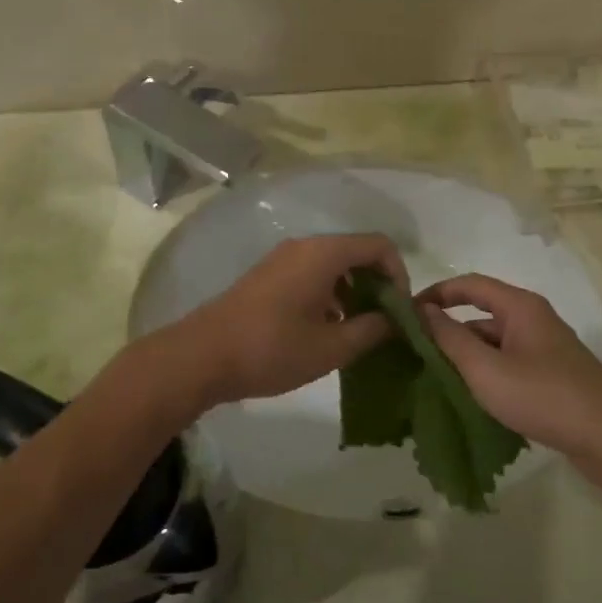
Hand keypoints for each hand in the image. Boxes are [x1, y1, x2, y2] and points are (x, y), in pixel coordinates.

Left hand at [176, 234, 408, 406]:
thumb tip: (397, 321)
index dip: (399, 275)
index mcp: (323, 254)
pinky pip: (312, 274)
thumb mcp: (331, 347)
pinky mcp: (268, 276)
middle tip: (383, 323)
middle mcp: (304, 247)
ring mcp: (282, 259)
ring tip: (356, 331)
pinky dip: (329, 294)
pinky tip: (326, 329)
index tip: (400, 311)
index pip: (379, 245)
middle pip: (356, 252)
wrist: (201, 356)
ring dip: (353, 291)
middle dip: (377, 284)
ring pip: (333, 265)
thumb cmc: (271, 350)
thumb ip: (372, 330)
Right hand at [418, 274, 601, 491]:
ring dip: (464, 355)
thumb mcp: (486, 369)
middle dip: (446, 330)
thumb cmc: (544, 397)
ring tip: (432, 378)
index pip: (468, 284)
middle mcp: (533, 319)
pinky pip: (507, 363)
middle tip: (412, 352)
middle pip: (480, 314)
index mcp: (520, 307)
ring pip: (493, 342)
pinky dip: (484, 372)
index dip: (435, 294)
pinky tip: (467, 396)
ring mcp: (544, 348)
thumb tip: (422, 311)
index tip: (404, 313)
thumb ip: (450, 339)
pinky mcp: (551, 375)